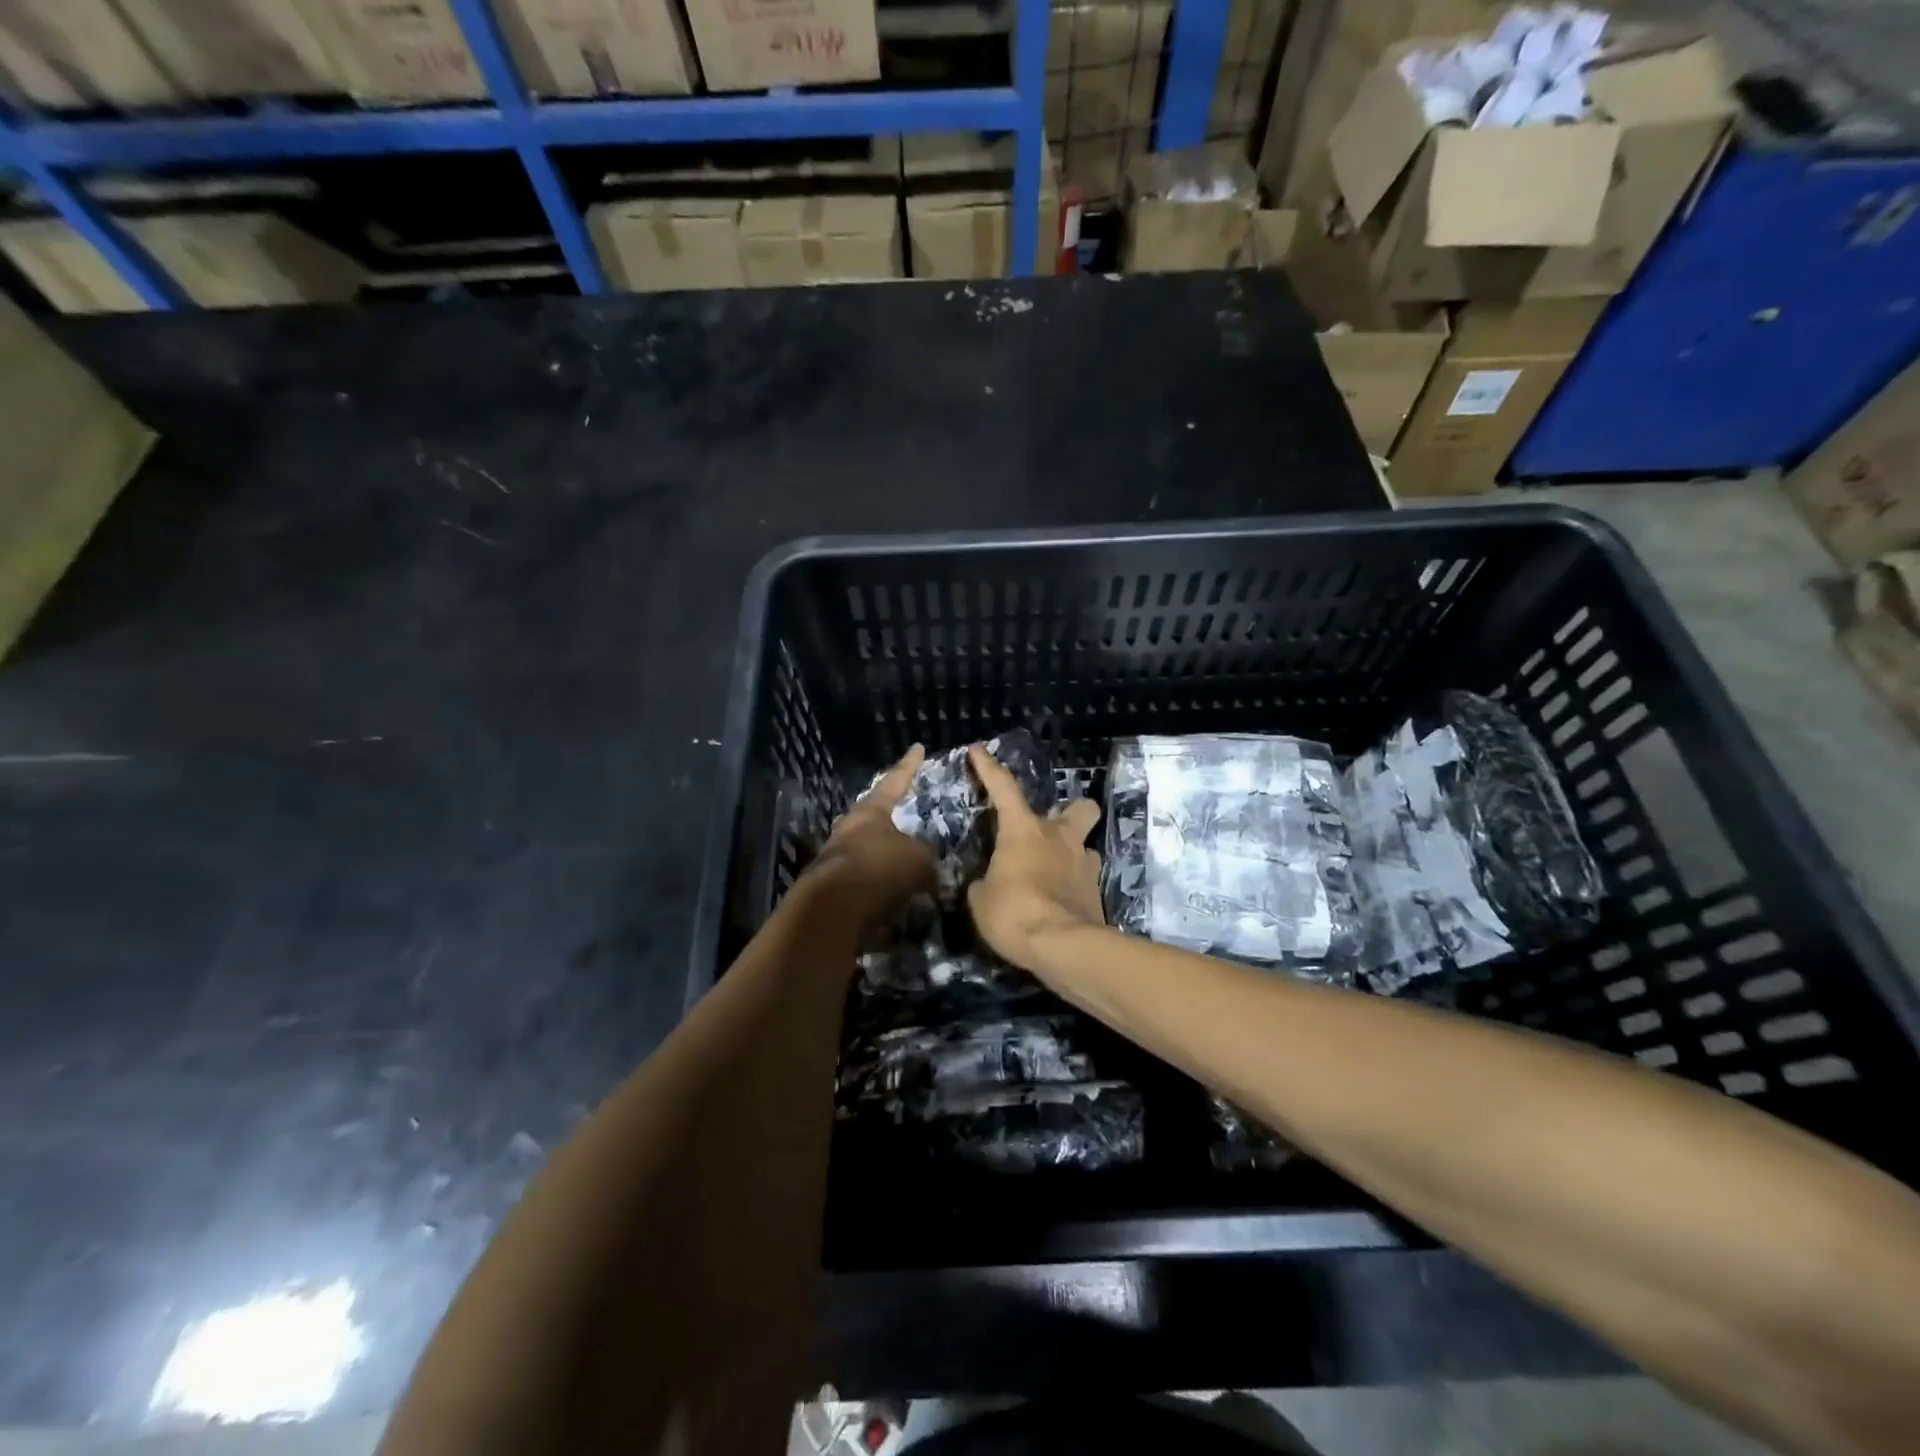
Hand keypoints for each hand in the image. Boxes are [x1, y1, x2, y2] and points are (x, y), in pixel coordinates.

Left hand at [804, 744, 936, 927]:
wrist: (834, 908)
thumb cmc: (880, 867)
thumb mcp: (919, 859)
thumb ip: (926, 856)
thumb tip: (925, 862)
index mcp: (871, 810)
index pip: (895, 780)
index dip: (909, 765)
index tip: (917, 747)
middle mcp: (849, 828)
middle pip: (873, 816)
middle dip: (889, 818)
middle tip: (905, 818)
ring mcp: (837, 858)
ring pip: (867, 850)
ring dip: (886, 858)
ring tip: (908, 869)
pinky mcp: (832, 888)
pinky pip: (865, 882)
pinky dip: (881, 887)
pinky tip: (897, 899)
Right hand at [966, 744, 1104, 969]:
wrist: (1062, 946)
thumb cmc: (1013, 912)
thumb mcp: (981, 899)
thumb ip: (984, 883)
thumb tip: (988, 883)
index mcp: (1024, 830)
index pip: (1003, 788)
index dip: (988, 767)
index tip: (979, 750)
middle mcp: (1060, 837)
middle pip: (1079, 807)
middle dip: (1069, 812)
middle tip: (1050, 829)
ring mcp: (1084, 863)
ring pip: (1084, 844)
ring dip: (1070, 854)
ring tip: (1051, 874)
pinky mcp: (1097, 892)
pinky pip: (1085, 878)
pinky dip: (1073, 885)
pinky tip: (1059, 902)